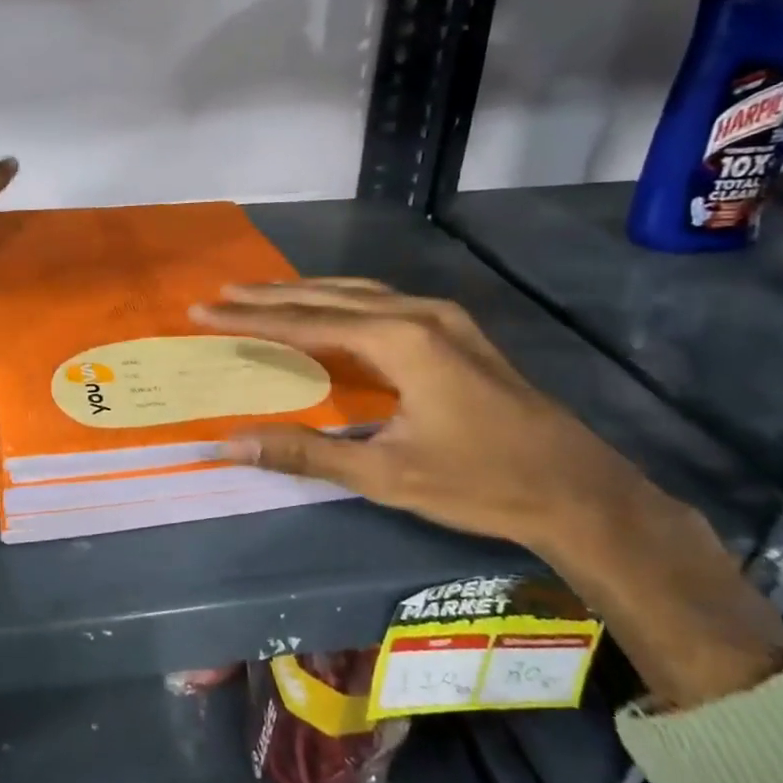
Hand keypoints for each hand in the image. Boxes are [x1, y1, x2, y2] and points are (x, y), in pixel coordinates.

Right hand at [189, 279, 672, 554]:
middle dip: (270, 296)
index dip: (250, 319)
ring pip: (357, 291)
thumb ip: (304, 452)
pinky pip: (382, 301)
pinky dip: (340, 301)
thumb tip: (231, 444)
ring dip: (305, 292)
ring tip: (259, 295)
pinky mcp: (456, 330)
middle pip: (328, 295)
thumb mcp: (385, 474)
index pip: (305, 322)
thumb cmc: (479, 484)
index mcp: (400, 340)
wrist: (578, 491)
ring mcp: (443, 317)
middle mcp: (418, 314)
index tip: (204, 309)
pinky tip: (327, 311)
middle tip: (221, 293)